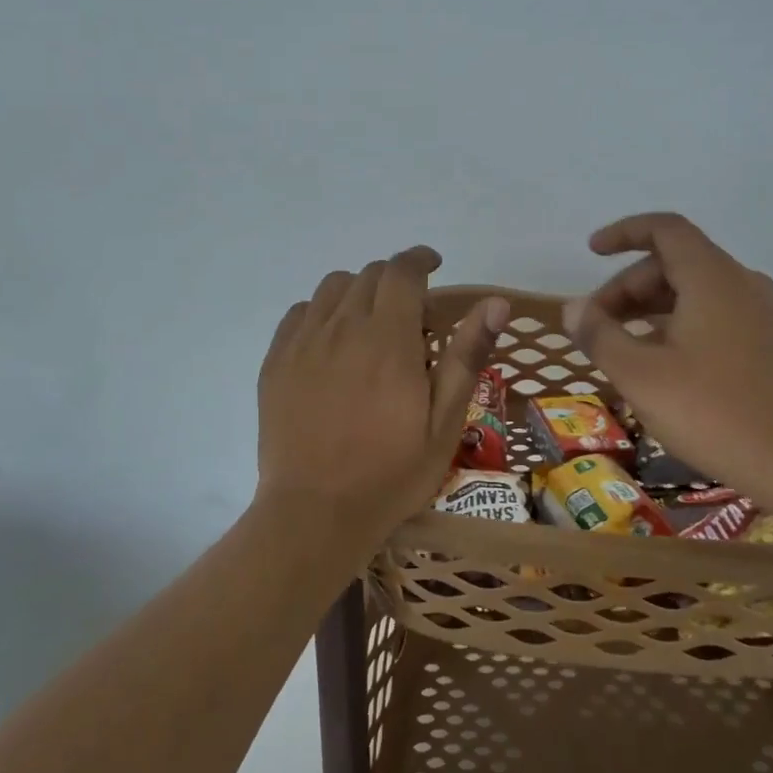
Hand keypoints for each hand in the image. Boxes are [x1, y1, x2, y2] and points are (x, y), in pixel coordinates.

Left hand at [257, 247, 508, 550]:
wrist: (315, 513)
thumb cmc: (391, 472)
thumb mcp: (444, 421)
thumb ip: (466, 355)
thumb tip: (496, 302)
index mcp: (388, 339)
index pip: (402, 271)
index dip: (420, 259)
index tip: (434, 265)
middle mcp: (343, 328)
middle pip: (369, 275)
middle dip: (395, 281)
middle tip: (411, 316)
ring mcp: (303, 343)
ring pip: (332, 288)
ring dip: (358, 292)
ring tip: (371, 325)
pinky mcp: (276, 362)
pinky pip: (300, 313)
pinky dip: (323, 312)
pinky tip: (332, 342)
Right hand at [564, 213, 772, 503]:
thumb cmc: (713, 412)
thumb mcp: (640, 375)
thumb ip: (600, 335)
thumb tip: (572, 308)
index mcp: (711, 277)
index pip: (664, 229)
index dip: (623, 233)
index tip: (591, 252)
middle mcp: (741, 283)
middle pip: (674, 263)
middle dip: (627, 287)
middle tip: (596, 325)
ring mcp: (761, 313)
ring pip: (694, 291)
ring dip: (650, 308)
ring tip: (620, 346)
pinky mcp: (769, 342)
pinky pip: (714, 314)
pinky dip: (678, 324)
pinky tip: (661, 363)